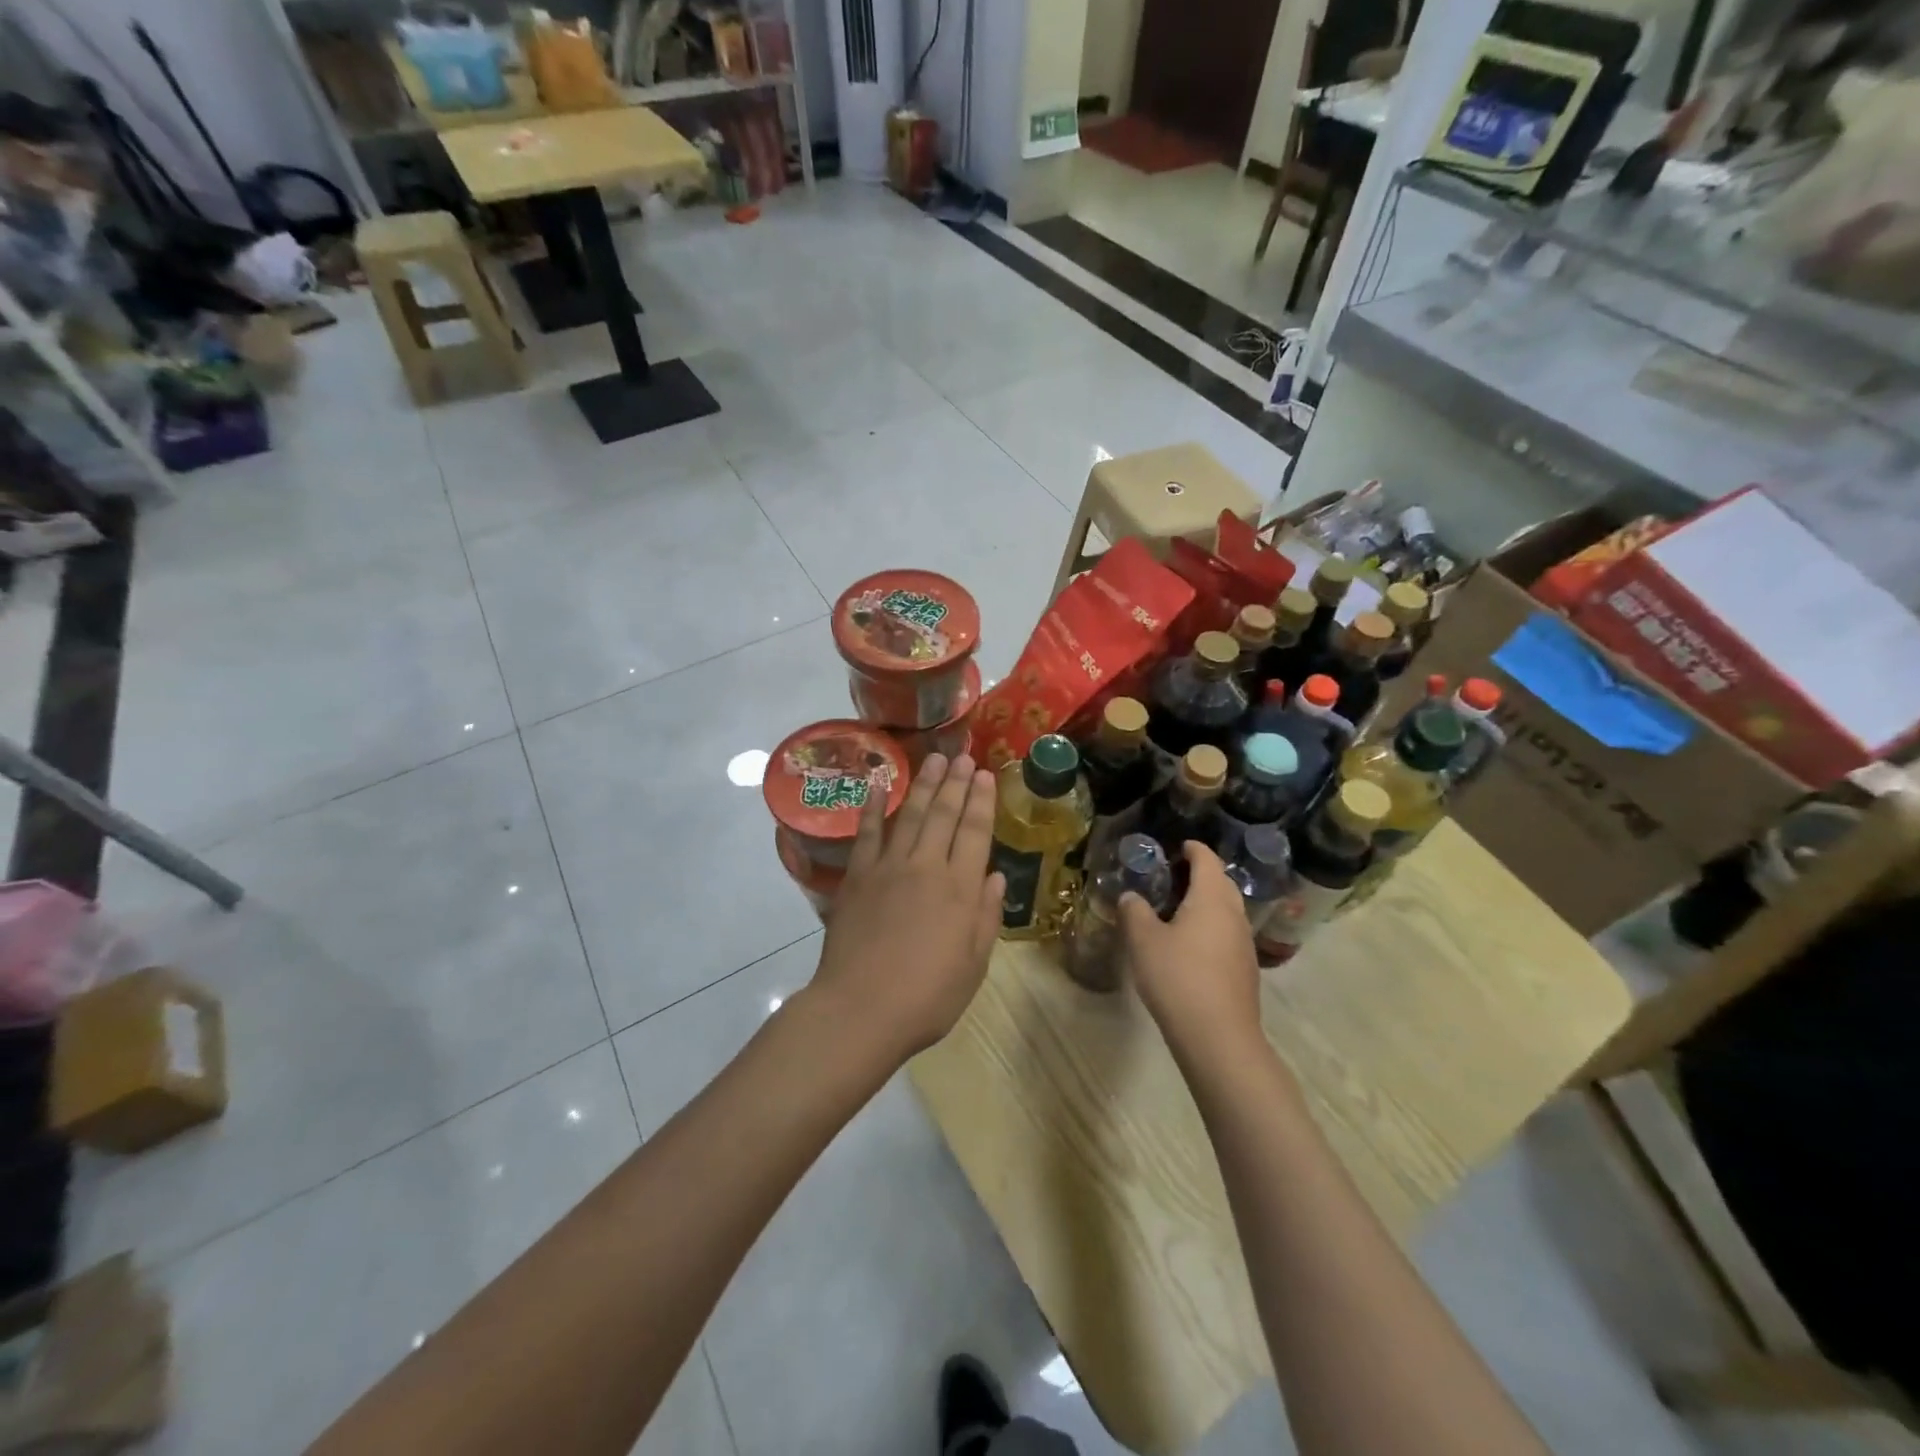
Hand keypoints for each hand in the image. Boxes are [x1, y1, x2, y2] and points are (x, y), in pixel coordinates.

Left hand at [811, 754, 1004, 1064]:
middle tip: (962, 756)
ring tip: (934, 759)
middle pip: (944, 815)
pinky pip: (866, 833)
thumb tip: (994, 878)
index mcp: (960, 890)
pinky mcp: (857, 877)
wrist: (860, 1010)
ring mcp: (888, 868)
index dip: (981, 802)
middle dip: (956, 783)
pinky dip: (871, 806)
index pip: (975, 833)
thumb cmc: (926, 998)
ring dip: (923, 785)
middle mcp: (926, 868)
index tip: (985, 775)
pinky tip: (876, 783)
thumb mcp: (973, 966)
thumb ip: (985, 918)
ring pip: (910, 815)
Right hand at [1119, 843, 1263, 1062]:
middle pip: (1221, 883)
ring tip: (1177, 910)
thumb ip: (1135, 912)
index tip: (1178, 846)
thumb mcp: (1143, 941)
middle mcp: (1234, 914)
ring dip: (1206, 903)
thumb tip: (1131, 897)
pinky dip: (1211, 927)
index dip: (1193, 849)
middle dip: (1200, 874)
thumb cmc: (1178, 977)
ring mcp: (1244, 943)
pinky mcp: (1245, 970)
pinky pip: (1228, 934)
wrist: (1218, 1037)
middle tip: (1172, 877)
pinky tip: (1190, 945)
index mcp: (1211, 898)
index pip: (1207, 860)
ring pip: (1227, 910)